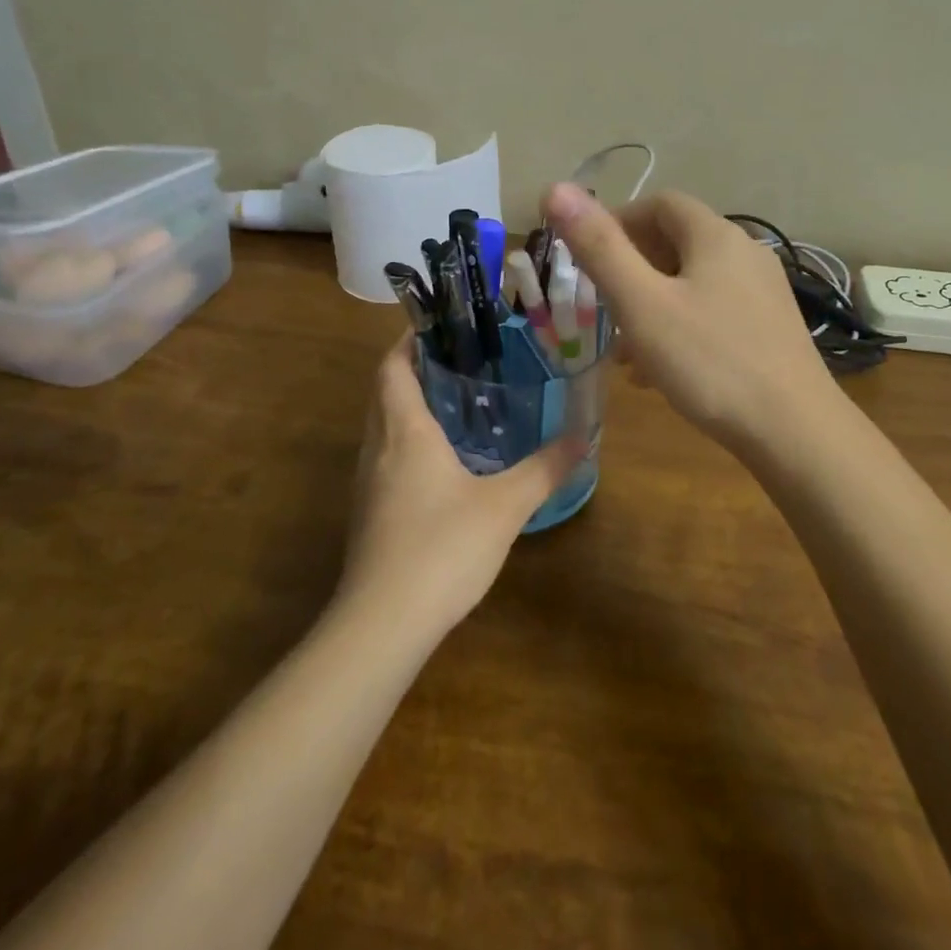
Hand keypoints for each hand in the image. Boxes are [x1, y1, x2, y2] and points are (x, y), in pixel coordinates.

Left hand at [340, 335, 586, 637]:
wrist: (382, 623)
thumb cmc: (442, 548)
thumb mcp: (505, 506)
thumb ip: (544, 470)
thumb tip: (583, 439)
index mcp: (405, 432)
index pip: (392, 368)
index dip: (408, 342)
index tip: (438, 326)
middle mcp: (377, 449)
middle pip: (385, 394)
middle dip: (414, 371)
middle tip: (459, 361)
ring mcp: (367, 484)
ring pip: (382, 428)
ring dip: (409, 408)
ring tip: (455, 403)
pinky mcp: (369, 514)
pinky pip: (385, 459)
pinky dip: (408, 443)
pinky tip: (443, 463)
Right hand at [541, 182, 839, 454]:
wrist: (795, 430)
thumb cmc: (710, 362)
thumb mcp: (642, 305)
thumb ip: (599, 248)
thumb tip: (555, 189)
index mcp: (716, 236)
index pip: (660, 203)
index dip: (618, 220)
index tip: (586, 256)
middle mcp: (746, 253)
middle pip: (677, 242)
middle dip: (632, 268)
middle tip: (601, 305)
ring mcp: (763, 292)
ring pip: (693, 282)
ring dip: (652, 304)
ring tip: (624, 349)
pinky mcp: (770, 328)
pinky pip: (713, 311)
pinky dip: (680, 326)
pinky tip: (660, 371)